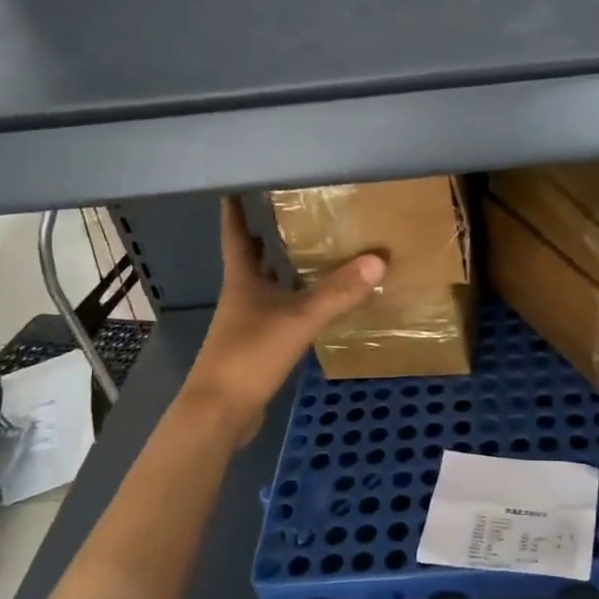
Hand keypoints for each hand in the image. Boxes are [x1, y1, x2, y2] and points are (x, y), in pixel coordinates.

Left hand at [184, 197, 385, 443]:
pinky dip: (290, 303)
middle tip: (282, 215)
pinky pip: (276, 315)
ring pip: (263, 288)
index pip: (237, 236)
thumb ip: (337, 293)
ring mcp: (246, 325)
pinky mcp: (254, 349)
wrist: (220, 413)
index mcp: (242, 282)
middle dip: (261, 238)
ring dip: (278, 271)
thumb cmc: (250, 356)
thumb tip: (377, 261)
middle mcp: (241, 298)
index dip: (235, 211)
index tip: (235, 186)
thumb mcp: (298, 320)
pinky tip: (309, 306)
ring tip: (303, 254)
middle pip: (249, 261)